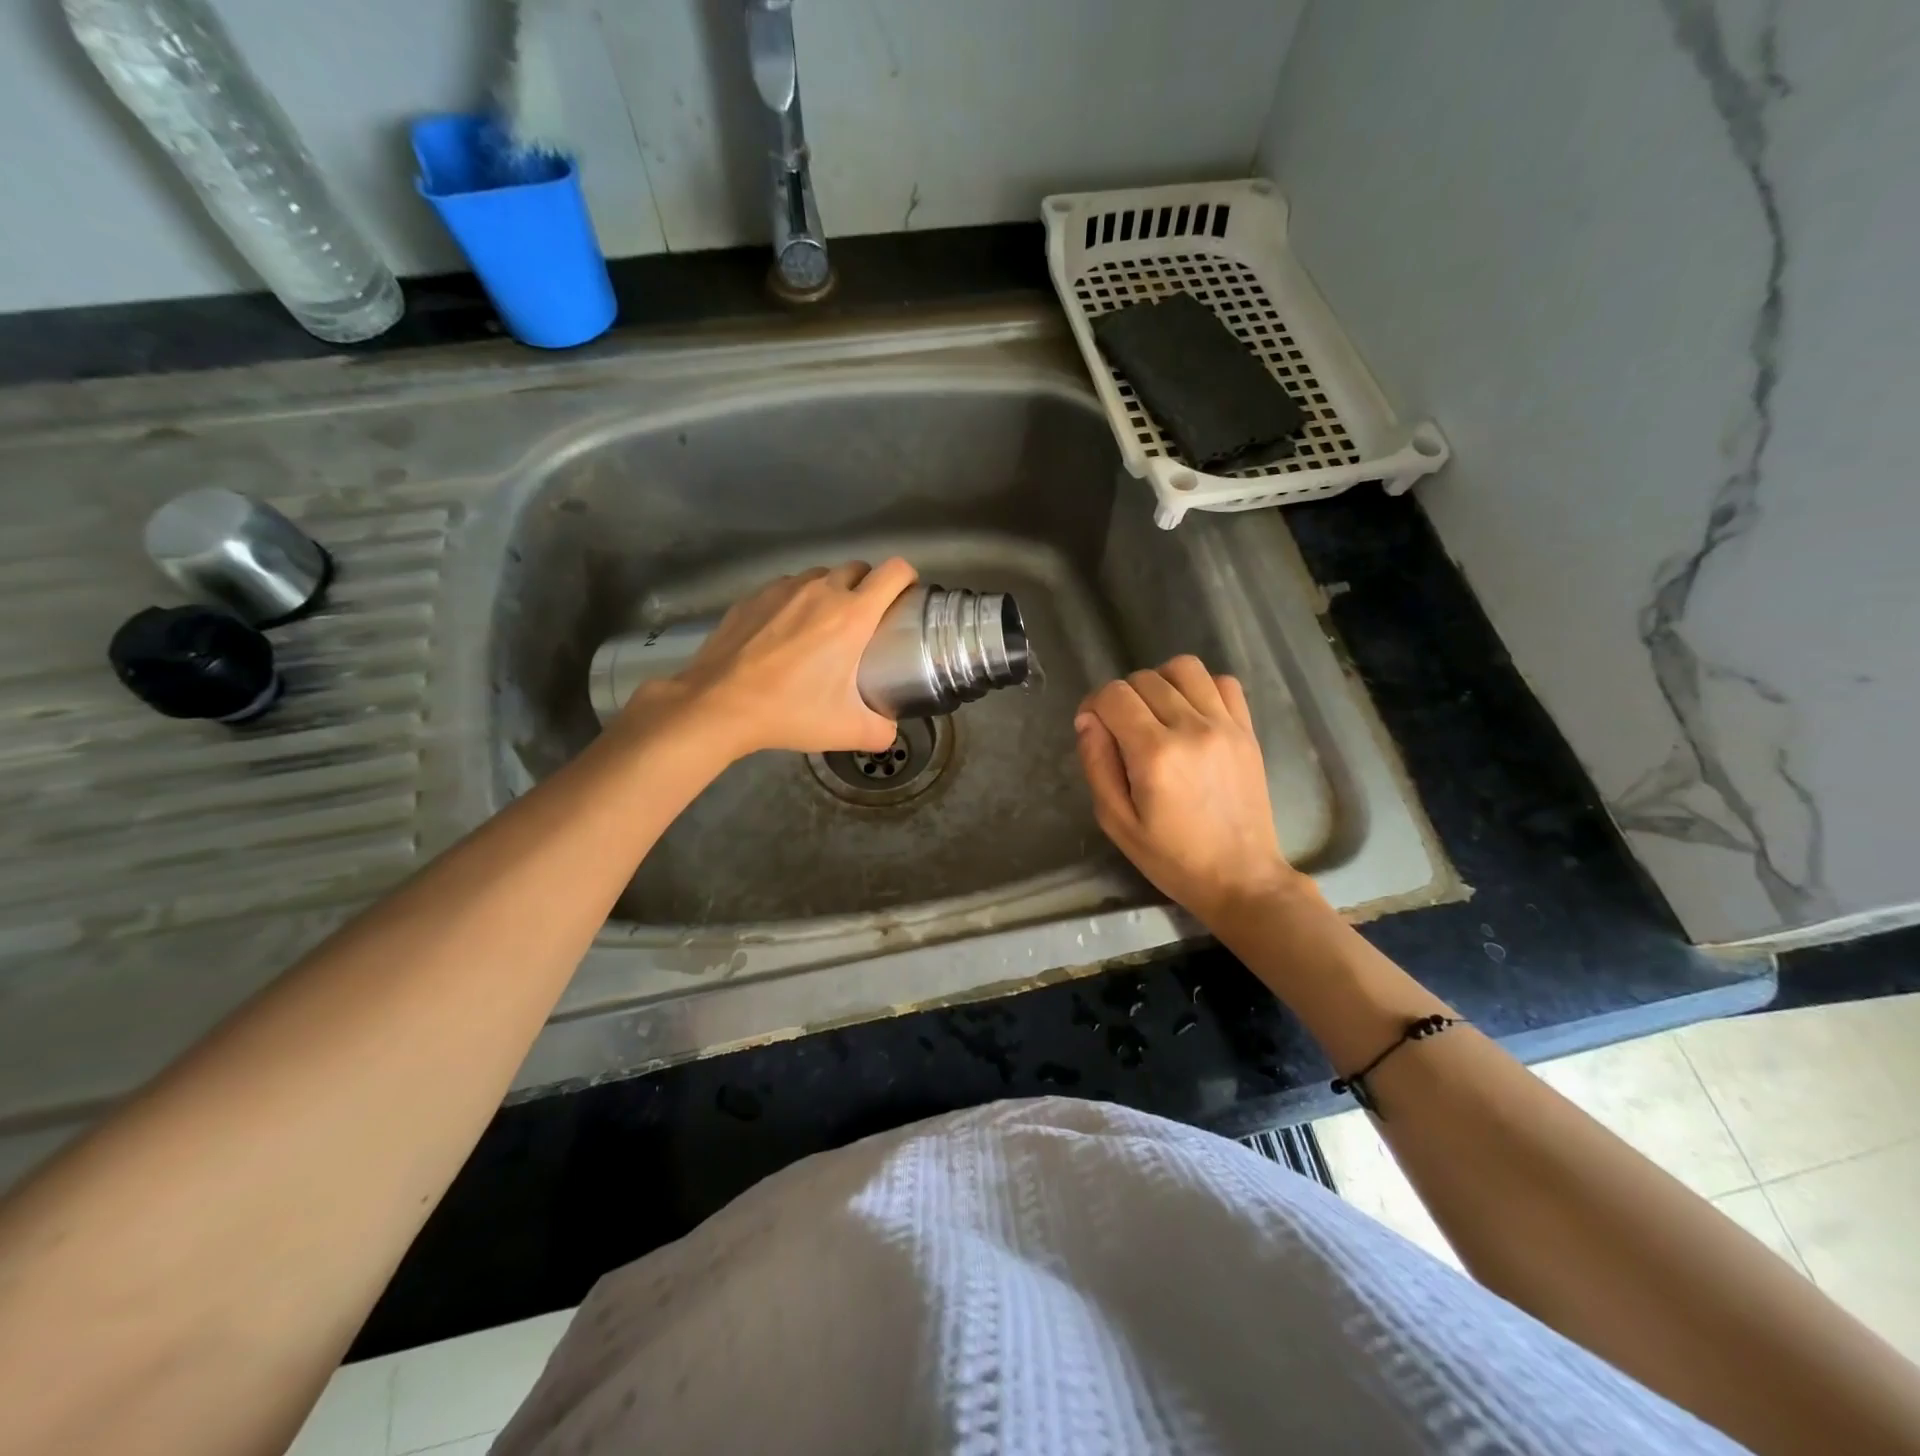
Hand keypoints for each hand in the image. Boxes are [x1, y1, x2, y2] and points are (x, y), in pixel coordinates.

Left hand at [618, 558, 916, 756]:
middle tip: (866, 621)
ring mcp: (783, 588)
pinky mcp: (753, 596)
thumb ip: (881, 730)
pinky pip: (787, 588)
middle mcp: (821, 590)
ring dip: (831, 592)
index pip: (894, 572)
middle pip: (859, 568)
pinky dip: (796, 601)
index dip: (908, 579)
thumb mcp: (847, 731)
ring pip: (821, 576)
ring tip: (823, 626)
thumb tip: (890, 729)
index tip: (906, 599)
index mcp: (852, 614)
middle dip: (870, 587)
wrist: (717, 704)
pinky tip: (784, 634)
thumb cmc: (789, 711)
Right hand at [1075, 656, 1299, 928]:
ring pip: (1183, 668)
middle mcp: (1191, 729)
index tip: (1094, 729)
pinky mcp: (1247, 731)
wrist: (1241, 877)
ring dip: (1160, 682)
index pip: (1114, 695)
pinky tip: (1191, 713)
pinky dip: (1201, 687)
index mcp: (1155, 754)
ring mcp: (1225, 726)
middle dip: (1122, 698)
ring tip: (1156, 714)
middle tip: (1122, 732)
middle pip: (1144, 678)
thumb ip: (1097, 764)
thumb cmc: (1172, 858)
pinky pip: (1223, 682)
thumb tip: (1087, 720)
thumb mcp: (1117, 822)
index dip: (1094, 705)